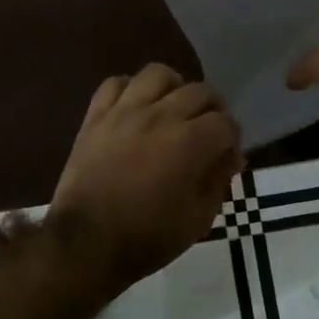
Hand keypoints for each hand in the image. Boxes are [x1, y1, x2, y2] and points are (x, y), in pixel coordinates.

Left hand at [49, 63, 241, 293]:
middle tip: (206, 131)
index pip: (225, 122)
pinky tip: (134, 108)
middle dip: (211, 110)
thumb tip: (229, 157)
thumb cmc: (148, 237)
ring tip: (171, 108)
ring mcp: (125, 111)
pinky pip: (115, 83)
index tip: (227, 155)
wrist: (86, 243)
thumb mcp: (198, 219)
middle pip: (199, 91)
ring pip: (158, 74)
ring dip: (173, 88)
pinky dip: (129, 90)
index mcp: (190, 142)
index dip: (232, 138)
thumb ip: (219, 181)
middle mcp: (161, 115)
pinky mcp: (96, 115)